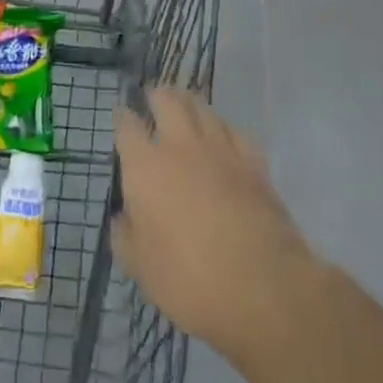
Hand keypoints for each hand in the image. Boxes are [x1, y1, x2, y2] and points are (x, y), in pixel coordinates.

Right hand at [112, 89, 319, 361]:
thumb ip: (125, 236)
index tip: (121, 115)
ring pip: (203, 108)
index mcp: (145, 166)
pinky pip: (235, 132)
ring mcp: (220, 150)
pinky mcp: (254, 163)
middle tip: (153, 98)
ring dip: (190, 103)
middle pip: (167, 100)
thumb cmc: (188, 279)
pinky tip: (224, 137)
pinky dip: (224, 129)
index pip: (127, 125)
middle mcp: (180, 145)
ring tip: (185, 107)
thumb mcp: (139, 267)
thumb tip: (123, 217)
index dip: (122, 116)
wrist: (262, 287)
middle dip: (157, 95)